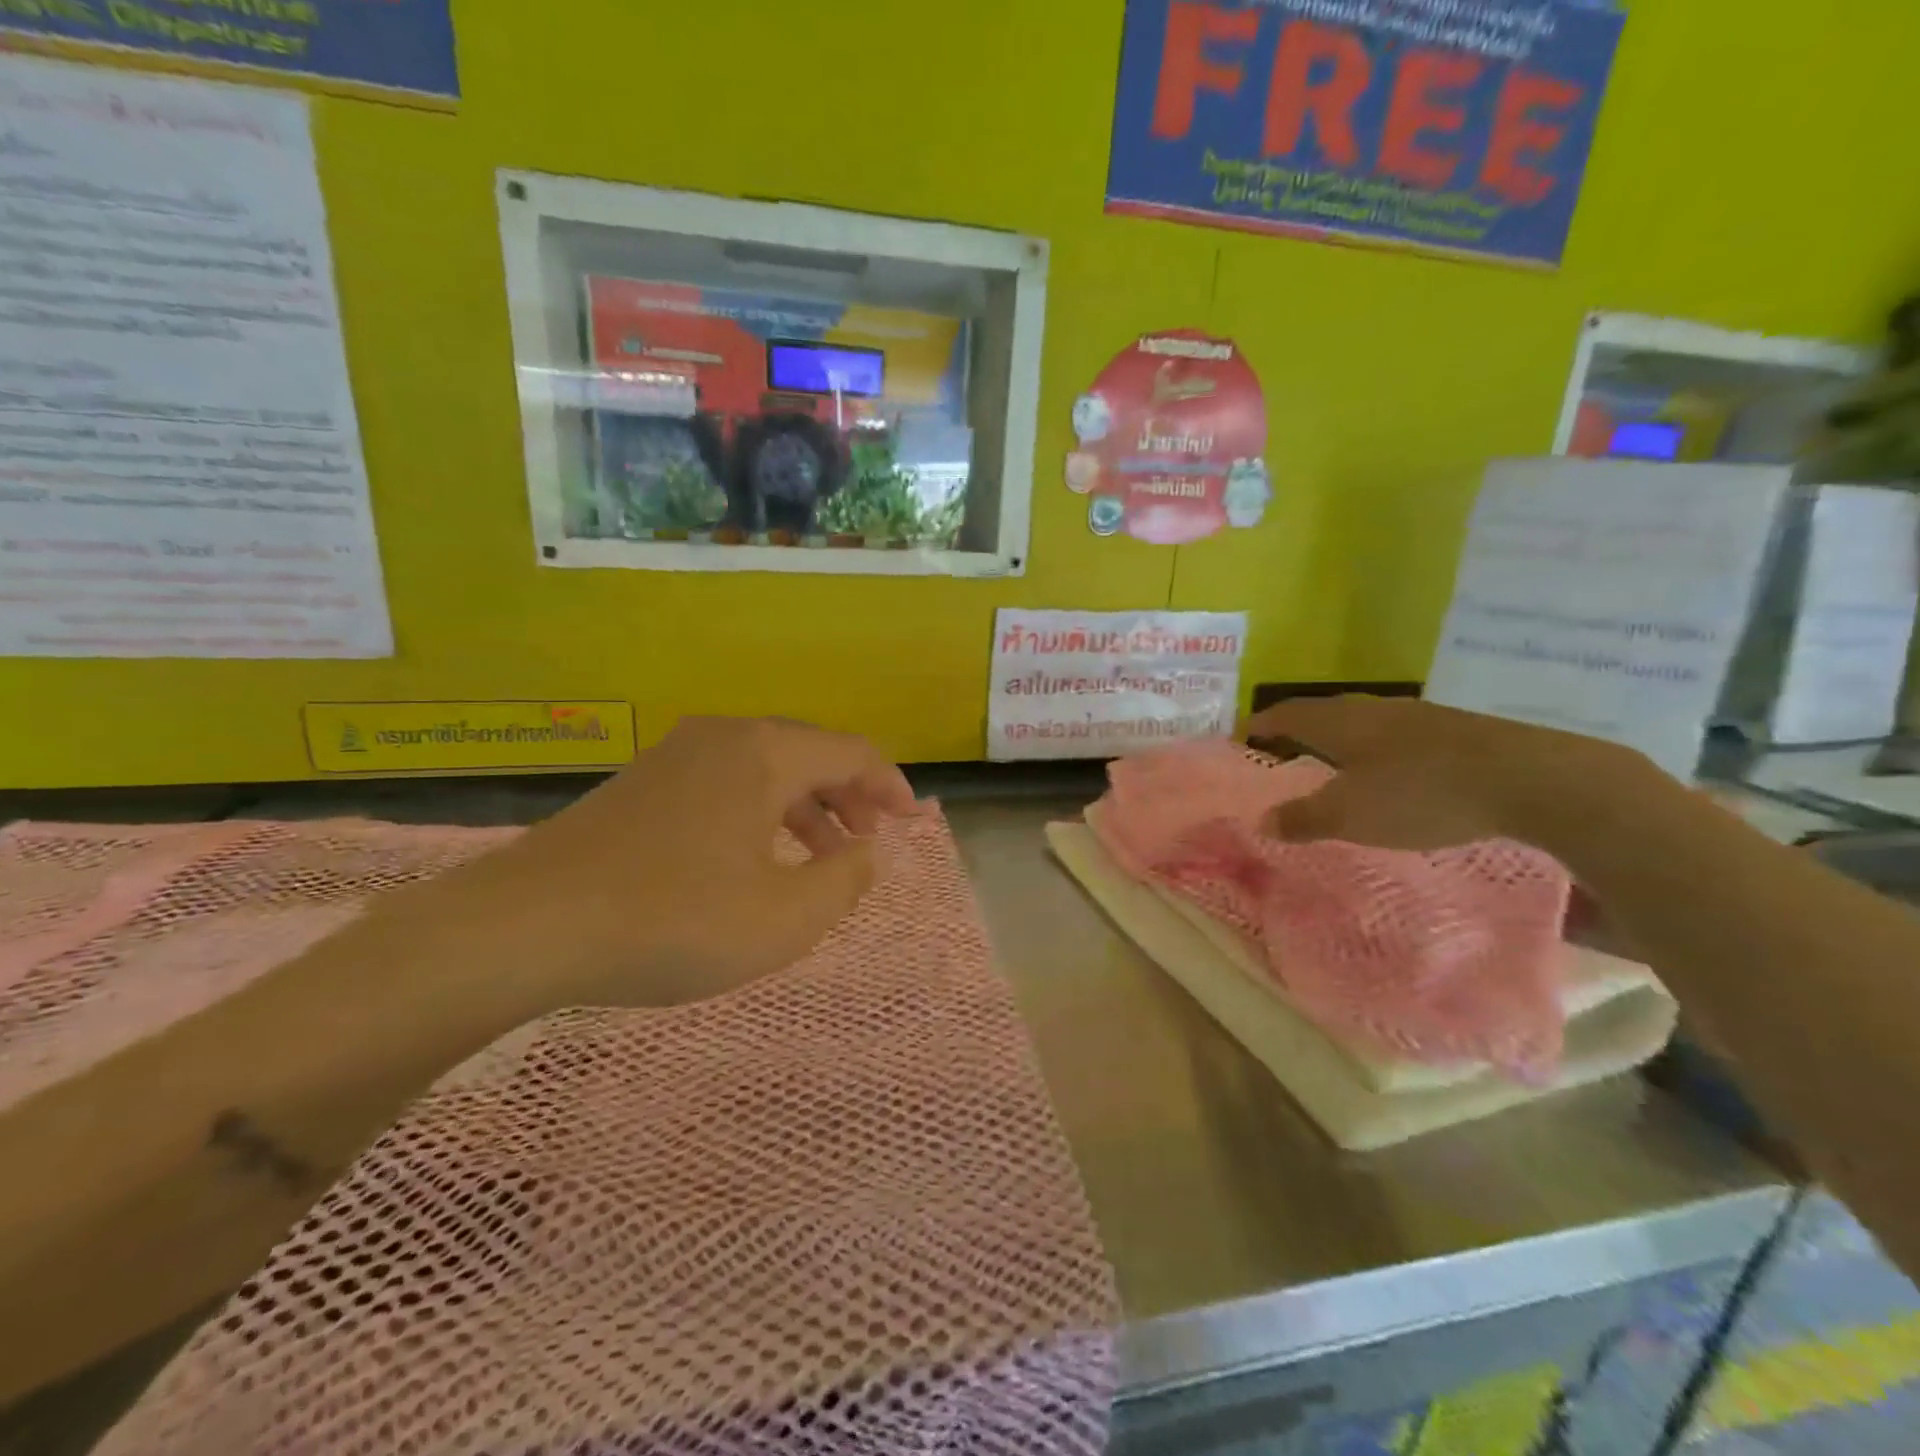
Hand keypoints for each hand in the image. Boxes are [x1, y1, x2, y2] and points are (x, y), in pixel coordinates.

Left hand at [444, 716, 915, 1007]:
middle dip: (849, 795)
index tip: (910, 824)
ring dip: (805, 806)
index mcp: (765, 753)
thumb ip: (844, 880)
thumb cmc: (672, 920)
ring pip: (765, 768)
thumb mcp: (784, 918)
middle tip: (868, 841)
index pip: (852, 751)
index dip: (890, 786)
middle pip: (809, 752)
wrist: (525, 926)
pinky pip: (726, 782)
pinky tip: (753, 857)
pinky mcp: (642, 782)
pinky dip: (760, 811)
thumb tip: (865, 852)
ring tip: (820, 856)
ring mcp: (677, 755)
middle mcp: (725, 736)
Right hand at [1242, 695, 1643, 849]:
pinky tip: (1389, 773)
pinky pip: (1396, 736)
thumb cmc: (1421, 794)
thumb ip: (1303, 818)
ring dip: (1339, 740)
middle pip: (1323, 713)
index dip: (1261, 724)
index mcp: (1340, 722)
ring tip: (1330, 764)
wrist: (1530, 779)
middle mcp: (1373, 710)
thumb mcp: (1351, 815)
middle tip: (1281, 751)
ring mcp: (1418, 717)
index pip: (1286, 713)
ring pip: (1363, 722)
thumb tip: (1262, 820)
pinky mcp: (1455, 732)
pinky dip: (1376, 751)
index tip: (1242, 736)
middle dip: (1298, 730)